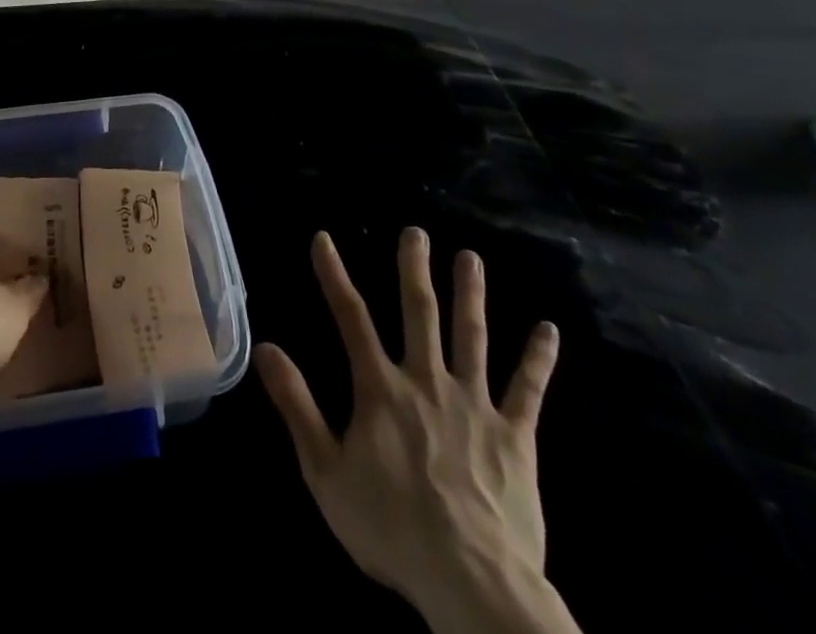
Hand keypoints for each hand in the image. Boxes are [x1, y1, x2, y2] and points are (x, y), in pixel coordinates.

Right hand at [256, 229, 561, 628]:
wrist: (472, 582)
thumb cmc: (391, 527)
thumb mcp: (325, 471)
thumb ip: (297, 405)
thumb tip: (266, 348)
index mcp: (381, 389)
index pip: (351, 318)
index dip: (334, 275)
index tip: (324, 239)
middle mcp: (427, 381)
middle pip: (420, 313)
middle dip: (415, 269)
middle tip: (416, 232)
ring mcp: (475, 405)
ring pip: (472, 336)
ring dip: (471, 294)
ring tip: (471, 257)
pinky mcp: (515, 436)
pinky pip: (528, 390)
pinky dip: (538, 359)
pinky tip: (549, 330)